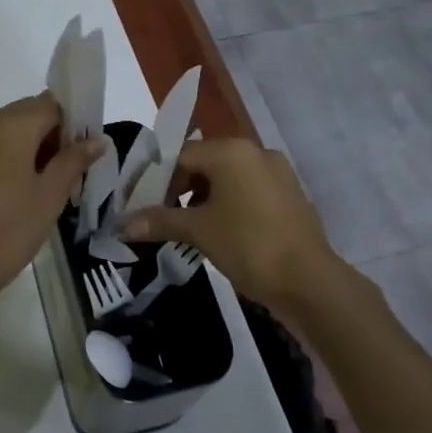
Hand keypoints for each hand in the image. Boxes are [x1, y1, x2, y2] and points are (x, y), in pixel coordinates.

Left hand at [0, 94, 101, 314]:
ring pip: (6, 130)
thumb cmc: (7, 232)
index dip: (72, 124)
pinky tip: (15, 191)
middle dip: (50, 134)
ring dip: (28, 146)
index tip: (83, 153)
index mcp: (10, 126)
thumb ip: (73, 162)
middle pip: (26, 113)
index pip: (51, 104)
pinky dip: (6, 156)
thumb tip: (96, 139)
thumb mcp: (49, 198)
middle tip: (67, 172)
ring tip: (43, 185)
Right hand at [121, 138, 339, 309]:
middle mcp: (255, 152)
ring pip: (227, 177)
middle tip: (161, 217)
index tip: (141, 204)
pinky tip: (219, 231)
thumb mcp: (198, 231)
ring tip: (187, 227)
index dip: (156, 179)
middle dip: (179, 189)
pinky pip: (247, 190)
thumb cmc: (248, 245)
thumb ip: (159, 221)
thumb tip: (122, 225)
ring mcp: (276, 172)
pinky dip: (228, 204)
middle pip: (204, 163)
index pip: (180, 155)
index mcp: (231, 151)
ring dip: (203, 198)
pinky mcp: (288, 194)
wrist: (309, 281)